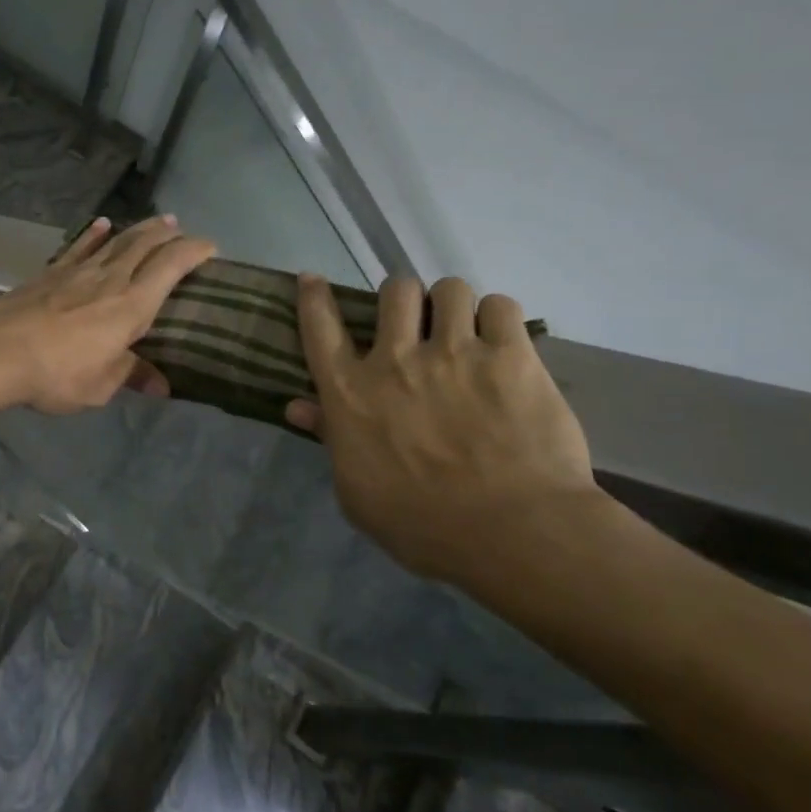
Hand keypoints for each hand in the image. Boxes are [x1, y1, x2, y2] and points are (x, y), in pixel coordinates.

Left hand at [0, 216, 216, 414]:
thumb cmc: (56, 373)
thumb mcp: (99, 386)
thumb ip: (130, 376)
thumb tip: (161, 386)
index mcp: (131, 307)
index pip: (170, 268)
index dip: (193, 252)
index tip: (211, 247)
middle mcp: (110, 280)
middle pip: (144, 245)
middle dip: (168, 234)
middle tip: (182, 228)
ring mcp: (78, 272)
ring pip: (116, 241)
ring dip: (139, 229)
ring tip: (156, 220)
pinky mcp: (50, 272)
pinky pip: (79, 246)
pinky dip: (94, 234)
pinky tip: (101, 224)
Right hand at [287, 275, 596, 580]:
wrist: (511, 533)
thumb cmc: (421, 524)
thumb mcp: (355, 490)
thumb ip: (330, 438)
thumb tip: (298, 406)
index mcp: (351, 392)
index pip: (320, 326)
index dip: (314, 296)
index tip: (312, 279)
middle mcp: (395, 359)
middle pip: (394, 291)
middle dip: (403, 300)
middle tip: (416, 324)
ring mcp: (455, 352)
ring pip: (450, 288)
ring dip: (452, 305)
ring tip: (464, 328)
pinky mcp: (512, 356)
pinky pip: (500, 305)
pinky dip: (497, 317)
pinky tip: (502, 339)